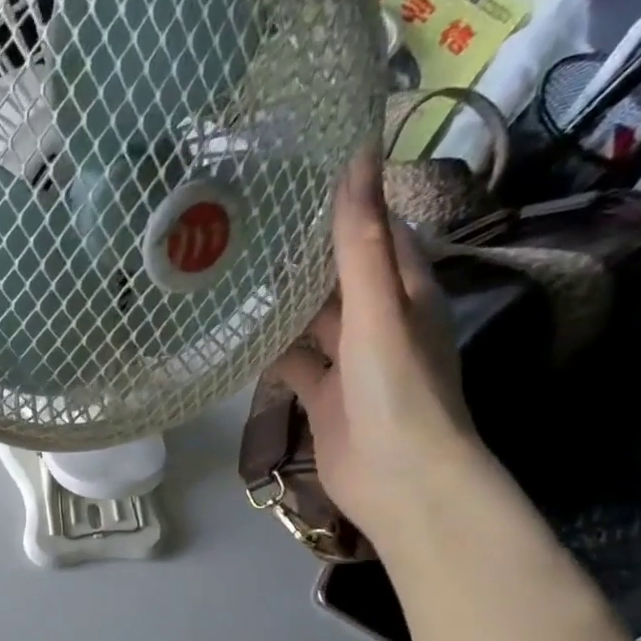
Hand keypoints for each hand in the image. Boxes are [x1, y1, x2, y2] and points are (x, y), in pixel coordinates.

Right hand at [273, 154, 488, 556]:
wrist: (398, 480)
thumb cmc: (397, 388)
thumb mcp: (379, 309)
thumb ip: (361, 242)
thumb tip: (356, 160)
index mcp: (406, 292)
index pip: (379, 232)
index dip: (348, 204)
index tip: (299, 177)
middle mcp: (379, 321)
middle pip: (340, 275)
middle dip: (305, 252)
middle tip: (249, 223)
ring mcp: (350, 362)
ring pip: (313, 320)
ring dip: (283, 301)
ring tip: (234, 268)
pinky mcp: (322, 396)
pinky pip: (293, 362)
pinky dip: (270, 348)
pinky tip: (236, 332)